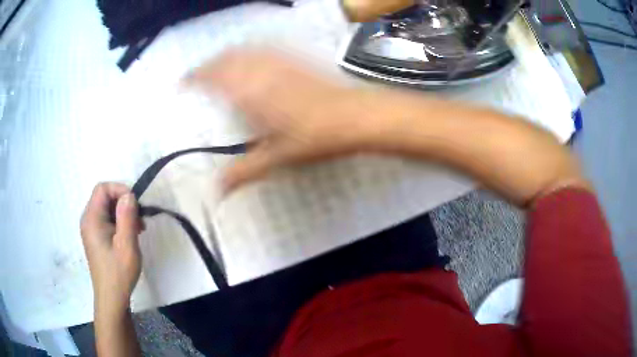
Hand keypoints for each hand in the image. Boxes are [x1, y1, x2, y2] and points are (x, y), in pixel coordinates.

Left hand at [80, 183, 141, 312]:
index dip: (120, 190)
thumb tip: (129, 195)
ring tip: (138, 230)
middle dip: (124, 203)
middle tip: (140, 221)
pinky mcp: (96, 238)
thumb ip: (127, 217)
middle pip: (104, 197)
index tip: (136, 205)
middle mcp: (88, 220)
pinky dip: (119, 223)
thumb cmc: (119, 273)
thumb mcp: (126, 245)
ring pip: (107, 209)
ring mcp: (91, 229)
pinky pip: (107, 220)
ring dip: (123, 214)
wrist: (112, 298)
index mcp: (92, 218)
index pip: (102, 188)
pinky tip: (129, 236)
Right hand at [185, 49, 384, 191]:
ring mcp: (278, 62)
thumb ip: (242, 173)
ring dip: (227, 57)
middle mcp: (259, 71)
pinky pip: (265, 51)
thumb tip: (216, 194)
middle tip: (199, 78)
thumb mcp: (274, 159)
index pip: (212, 77)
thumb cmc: (311, 138)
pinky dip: (250, 54)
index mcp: (247, 92)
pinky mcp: (295, 60)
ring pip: (244, 52)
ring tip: (219, 69)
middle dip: (208, 66)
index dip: (194, 78)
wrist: (352, 116)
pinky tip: (252, 63)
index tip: (183, 83)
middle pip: (226, 59)